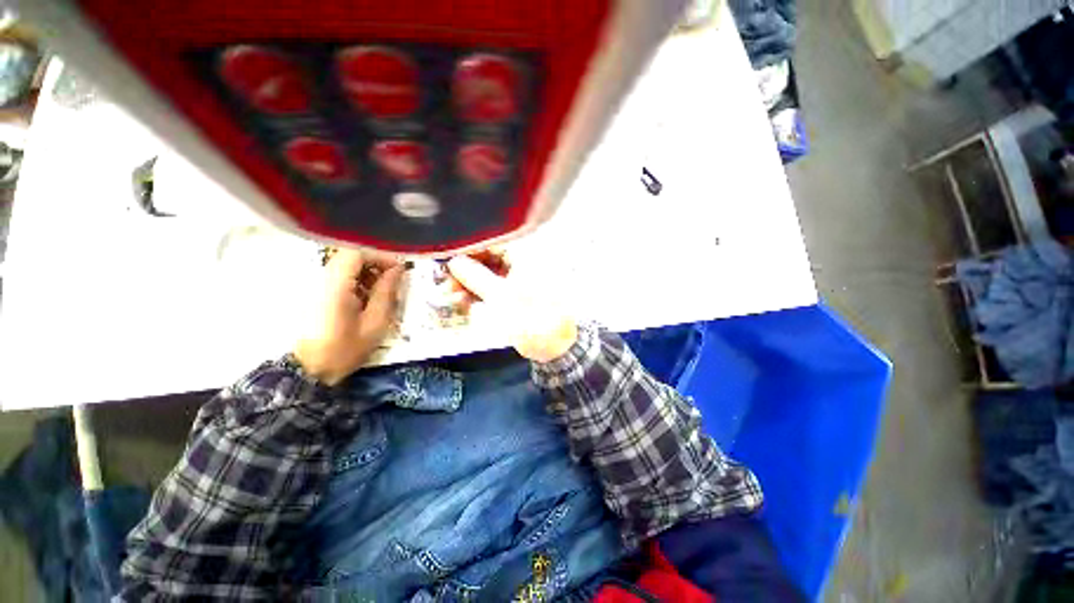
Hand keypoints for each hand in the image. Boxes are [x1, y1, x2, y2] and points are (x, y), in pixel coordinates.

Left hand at [294, 249, 404, 384]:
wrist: (308, 370)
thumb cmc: (345, 349)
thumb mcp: (375, 323)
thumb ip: (386, 292)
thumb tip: (398, 270)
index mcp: (336, 286)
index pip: (357, 253)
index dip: (380, 256)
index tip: (398, 269)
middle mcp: (321, 279)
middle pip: (350, 255)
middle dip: (375, 263)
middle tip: (392, 280)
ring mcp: (314, 285)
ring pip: (344, 264)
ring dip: (365, 272)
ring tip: (380, 291)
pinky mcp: (313, 292)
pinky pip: (337, 275)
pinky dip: (354, 280)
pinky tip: (364, 298)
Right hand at [447, 253, 577, 362]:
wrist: (554, 345)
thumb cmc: (533, 318)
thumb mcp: (502, 297)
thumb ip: (477, 277)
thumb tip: (453, 261)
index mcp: (525, 257)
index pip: (491, 244)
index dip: (468, 250)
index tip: (447, 260)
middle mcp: (520, 265)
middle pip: (486, 260)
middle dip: (465, 271)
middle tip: (446, 283)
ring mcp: (516, 282)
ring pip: (486, 276)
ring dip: (468, 285)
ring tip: (452, 296)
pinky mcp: (512, 297)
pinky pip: (490, 291)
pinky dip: (476, 295)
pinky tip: (463, 302)